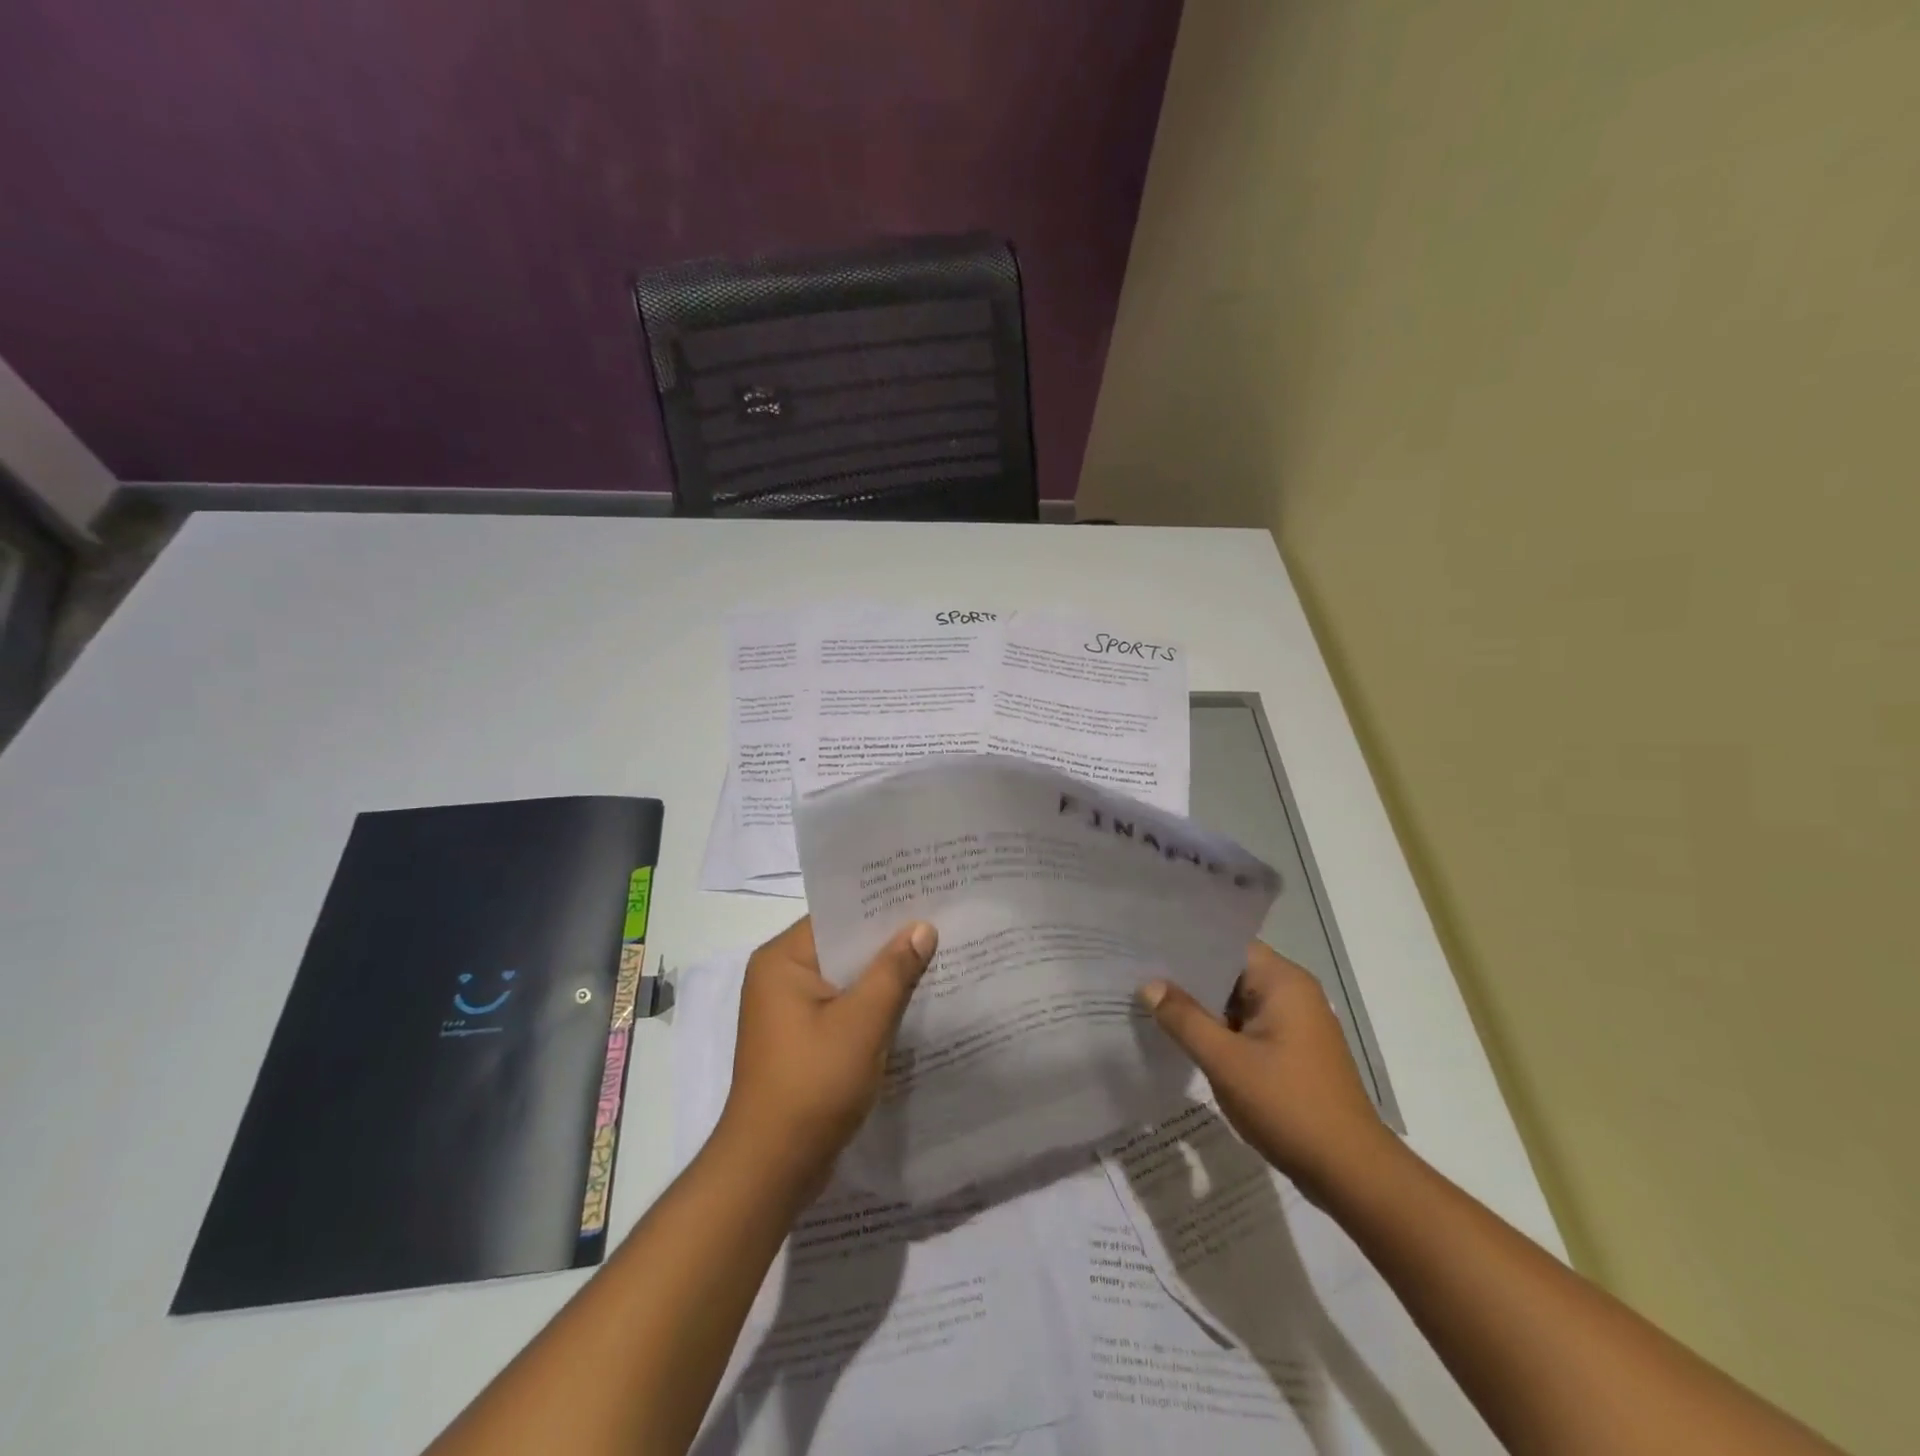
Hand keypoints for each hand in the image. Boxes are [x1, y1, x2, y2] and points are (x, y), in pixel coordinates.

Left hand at [715, 916, 937, 1200]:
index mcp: (782, 960)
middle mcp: (780, 978)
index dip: (880, 907)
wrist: (772, 1168)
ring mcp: (789, 1012)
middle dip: (888, 942)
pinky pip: (843, 1008)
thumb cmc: (812, 1084)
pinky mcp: (802, 1041)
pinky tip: (912, 1003)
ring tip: (935, 957)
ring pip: (846, 979)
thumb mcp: (861, 1022)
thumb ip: (894, 971)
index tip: (924, 895)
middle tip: (940, 924)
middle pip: (842, 947)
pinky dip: (872, 1005)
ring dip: (883, 976)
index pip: (836, 917)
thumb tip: (922, 927)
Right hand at [1140, 941, 1394, 1199]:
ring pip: (1236, 1001)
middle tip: (1139, 977)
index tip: (1146, 948)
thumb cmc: (1288, 1105)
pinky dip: (1220, 1030)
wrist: (1351, 1173)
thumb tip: (1149, 985)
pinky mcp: (1293, 1052)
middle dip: (1188, 978)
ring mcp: (1296, 1024)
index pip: (1226, 945)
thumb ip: (1185, 1019)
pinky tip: (1187, 1039)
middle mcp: (1293, 993)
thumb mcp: (1226, 1061)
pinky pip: (1248, 1026)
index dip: (1186, 946)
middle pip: (1230, 972)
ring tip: (1152, 1004)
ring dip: (1202, 1007)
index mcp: (1283, 982)